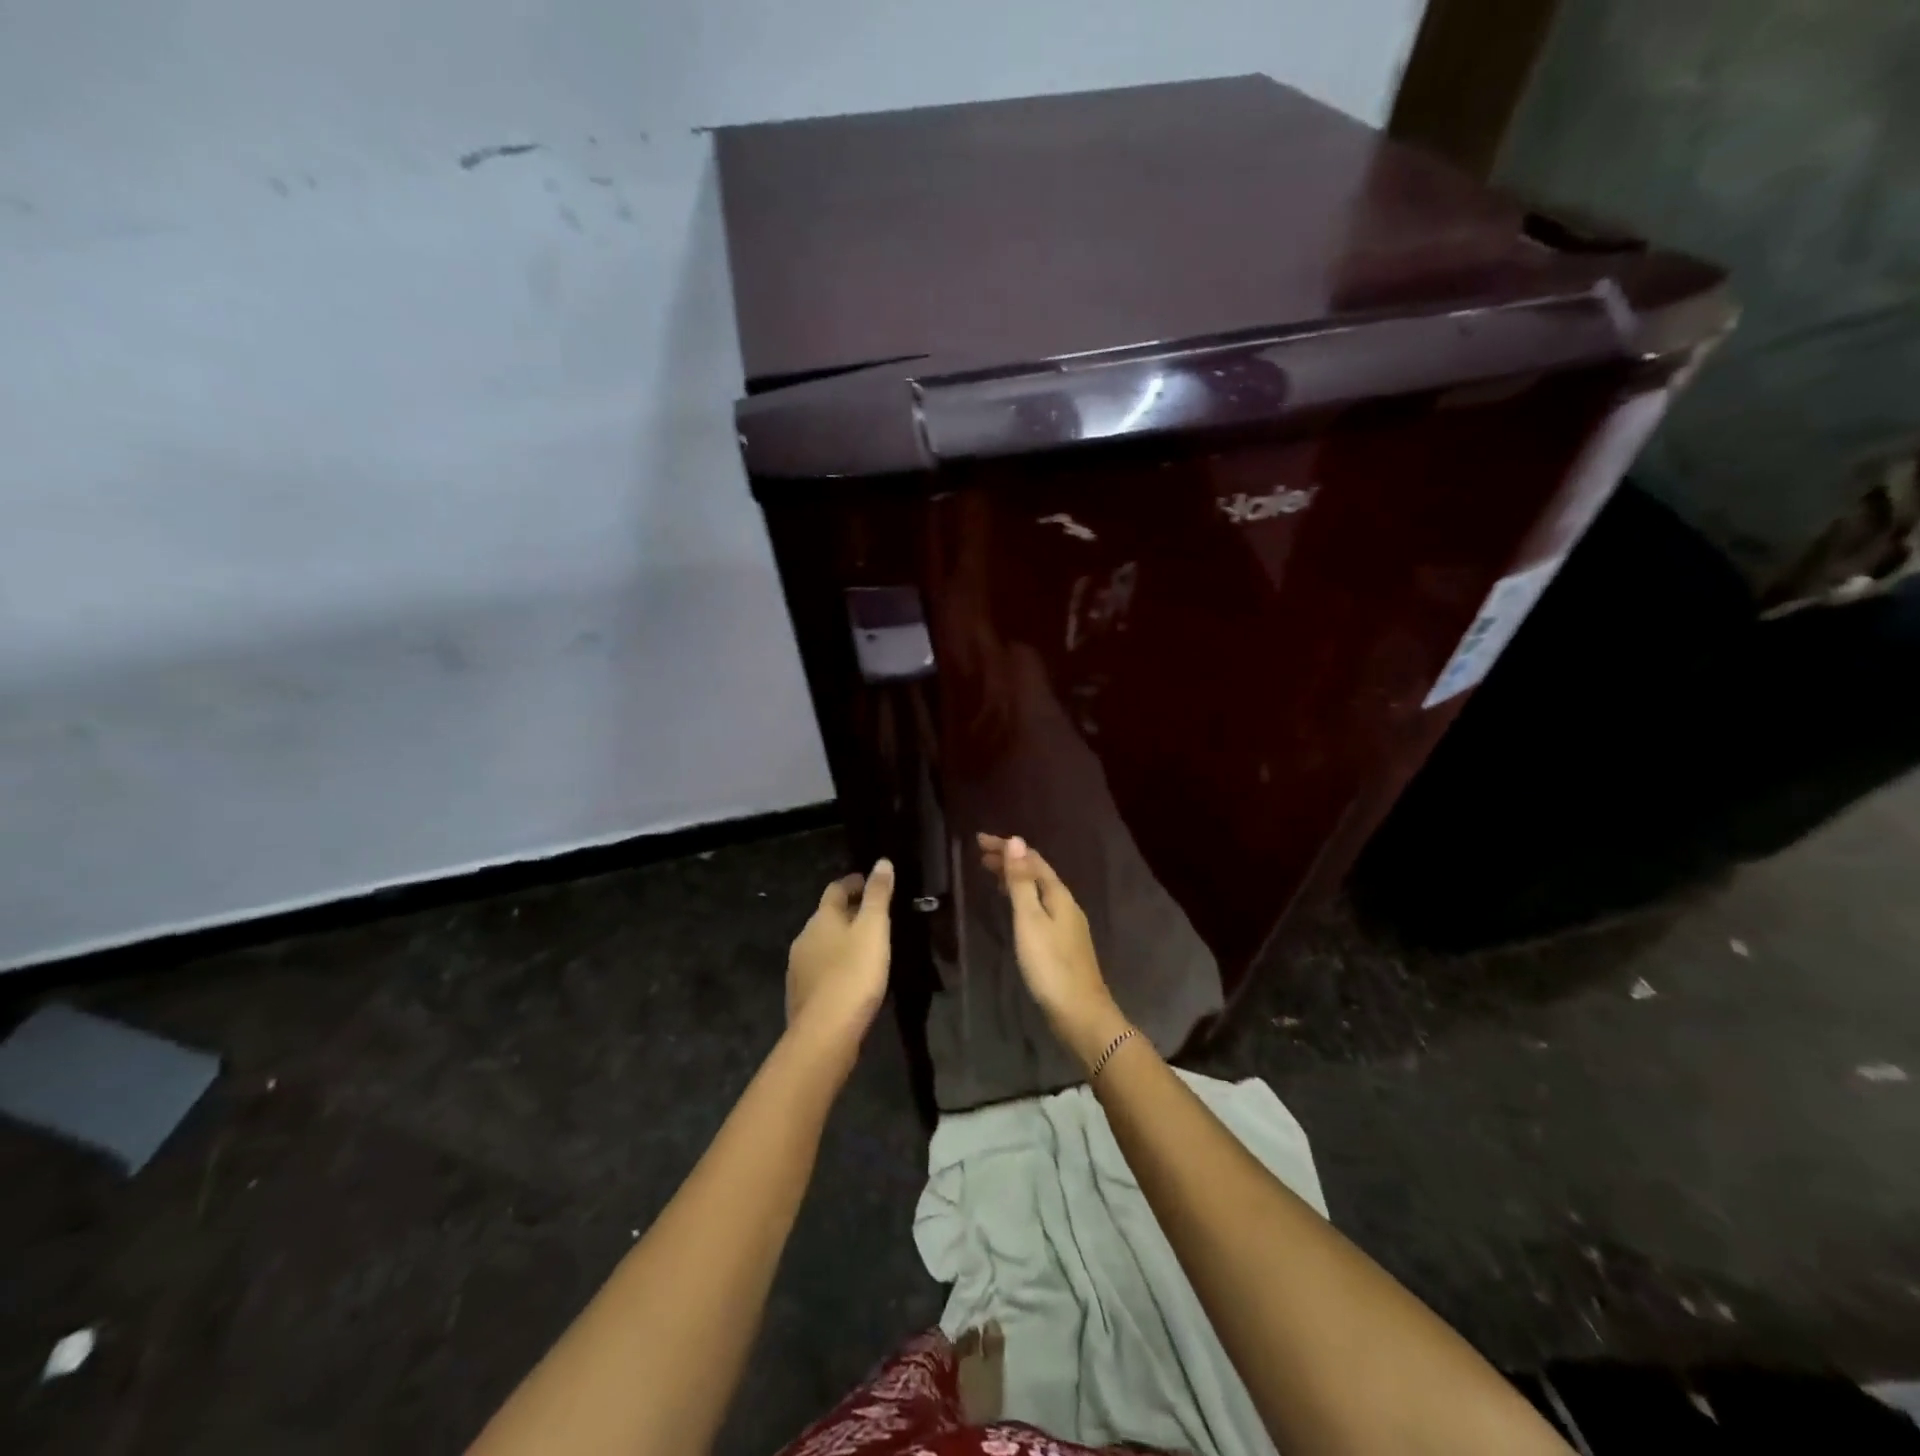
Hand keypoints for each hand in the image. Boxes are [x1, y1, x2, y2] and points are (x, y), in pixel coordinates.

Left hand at [786, 859, 894, 1052]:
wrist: (825, 1032)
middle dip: (848, 912)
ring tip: (865, 947)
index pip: (836, 889)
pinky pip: (820, 969)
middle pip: (827, 916)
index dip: (854, 883)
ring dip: (841, 940)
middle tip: (874, 916)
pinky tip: (850, 977)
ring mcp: (798, 967)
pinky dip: (835, 964)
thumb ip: (878, 895)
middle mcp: (804, 937)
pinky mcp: (800, 994)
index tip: (871, 882)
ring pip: (822, 943)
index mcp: (822, 918)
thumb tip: (881, 862)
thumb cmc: (854, 974)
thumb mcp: (874, 929)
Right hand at [976, 834, 1125, 1064]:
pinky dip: (1023, 898)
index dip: (1007, 847)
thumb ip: (1021, 882)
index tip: (980, 840)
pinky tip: (1015, 908)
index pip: (1032, 859)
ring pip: (1039, 890)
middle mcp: (1066, 904)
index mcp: (1059, 895)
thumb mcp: (1030, 920)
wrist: (1079, 1013)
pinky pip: (1040, 907)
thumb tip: (1016, 841)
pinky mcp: (1063, 943)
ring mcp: (1067, 924)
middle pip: (1037, 873)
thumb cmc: (1050, 965)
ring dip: (1016, 879)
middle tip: (981, 855)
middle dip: (1010, 861)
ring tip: (992, 875)